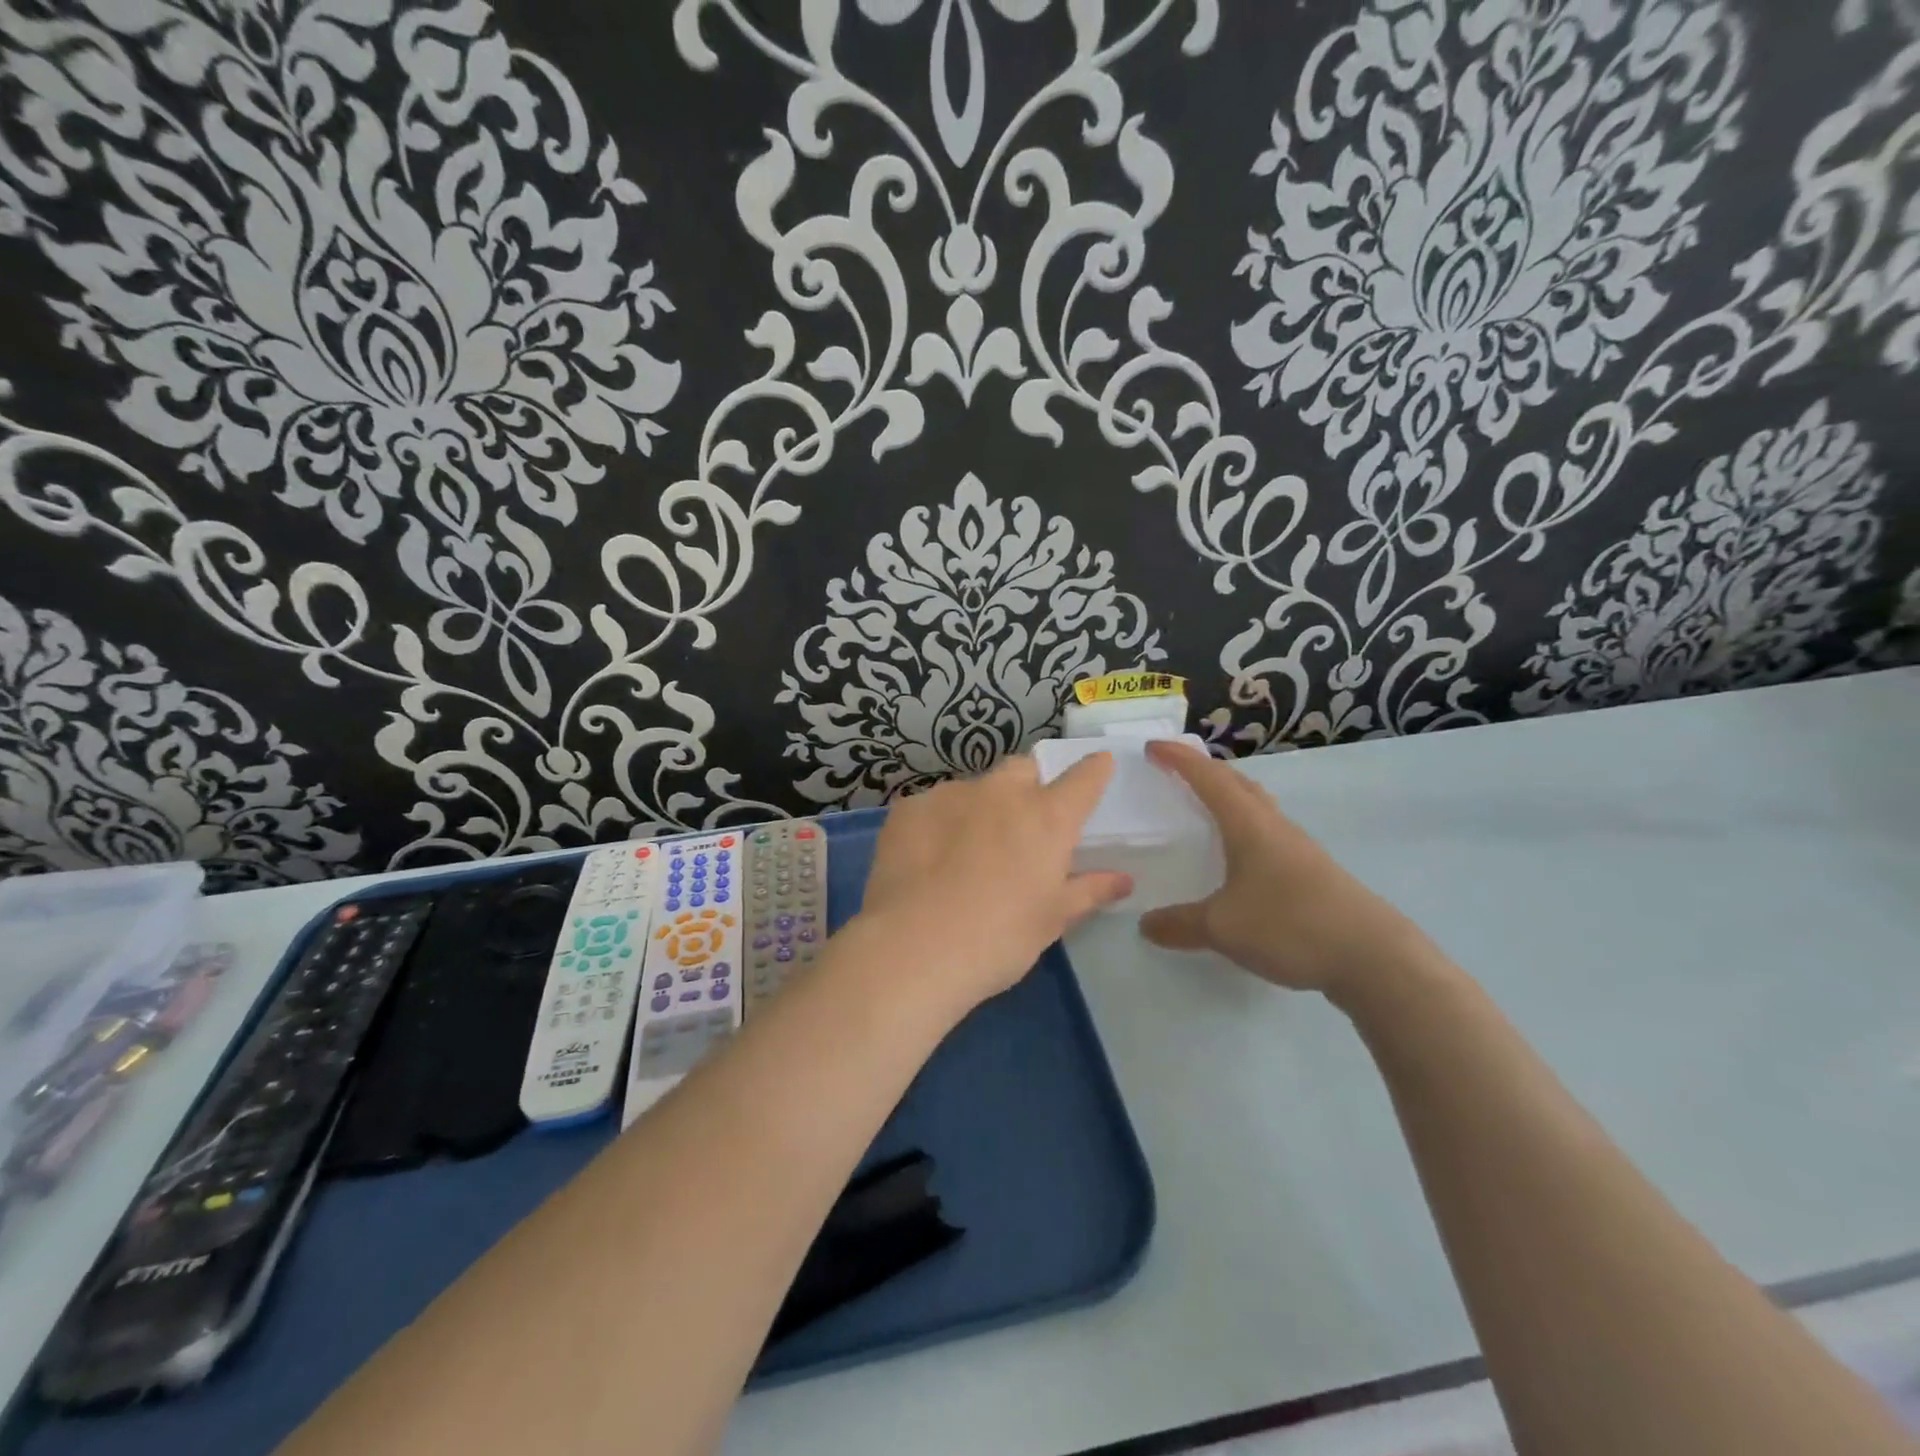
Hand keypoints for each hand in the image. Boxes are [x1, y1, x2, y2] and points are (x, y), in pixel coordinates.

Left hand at [854, 754, 1132, 1018]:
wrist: (914, 949)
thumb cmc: (999, 938)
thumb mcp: (1051, 919)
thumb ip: (1089, 890)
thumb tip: (1124, 879)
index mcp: (1046, 817)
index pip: (1083, 778)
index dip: (1094, 770)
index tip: (1098, 766)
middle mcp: (1001, 793)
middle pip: (1023, 769)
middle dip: (1029, 785)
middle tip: (1022, 825)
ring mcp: (950, 794)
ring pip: (974, 788)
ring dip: (980, 808)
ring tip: (965, 852)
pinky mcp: (909, 807)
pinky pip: (933, 806)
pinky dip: (938, 824)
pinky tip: (927, 859)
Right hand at [1137, 740, 1428, 996]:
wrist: (1374, 957)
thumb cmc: (1290, 925)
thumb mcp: (1222, 928)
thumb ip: (1180, 924)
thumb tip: (1146, 925)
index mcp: (1248, 825)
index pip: (1207, 777)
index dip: (1179, 758)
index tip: (1153, 747)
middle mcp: (1274, 826)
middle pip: (1236, 783)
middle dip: (1204, 770)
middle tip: (1176, 770)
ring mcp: (1299, 848)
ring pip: (1257, 806)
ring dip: (1229, 796)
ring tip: (1207, 806)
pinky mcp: (1314, 871)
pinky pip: (1269, 832)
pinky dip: (1246, 827)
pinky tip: (1242, 856)